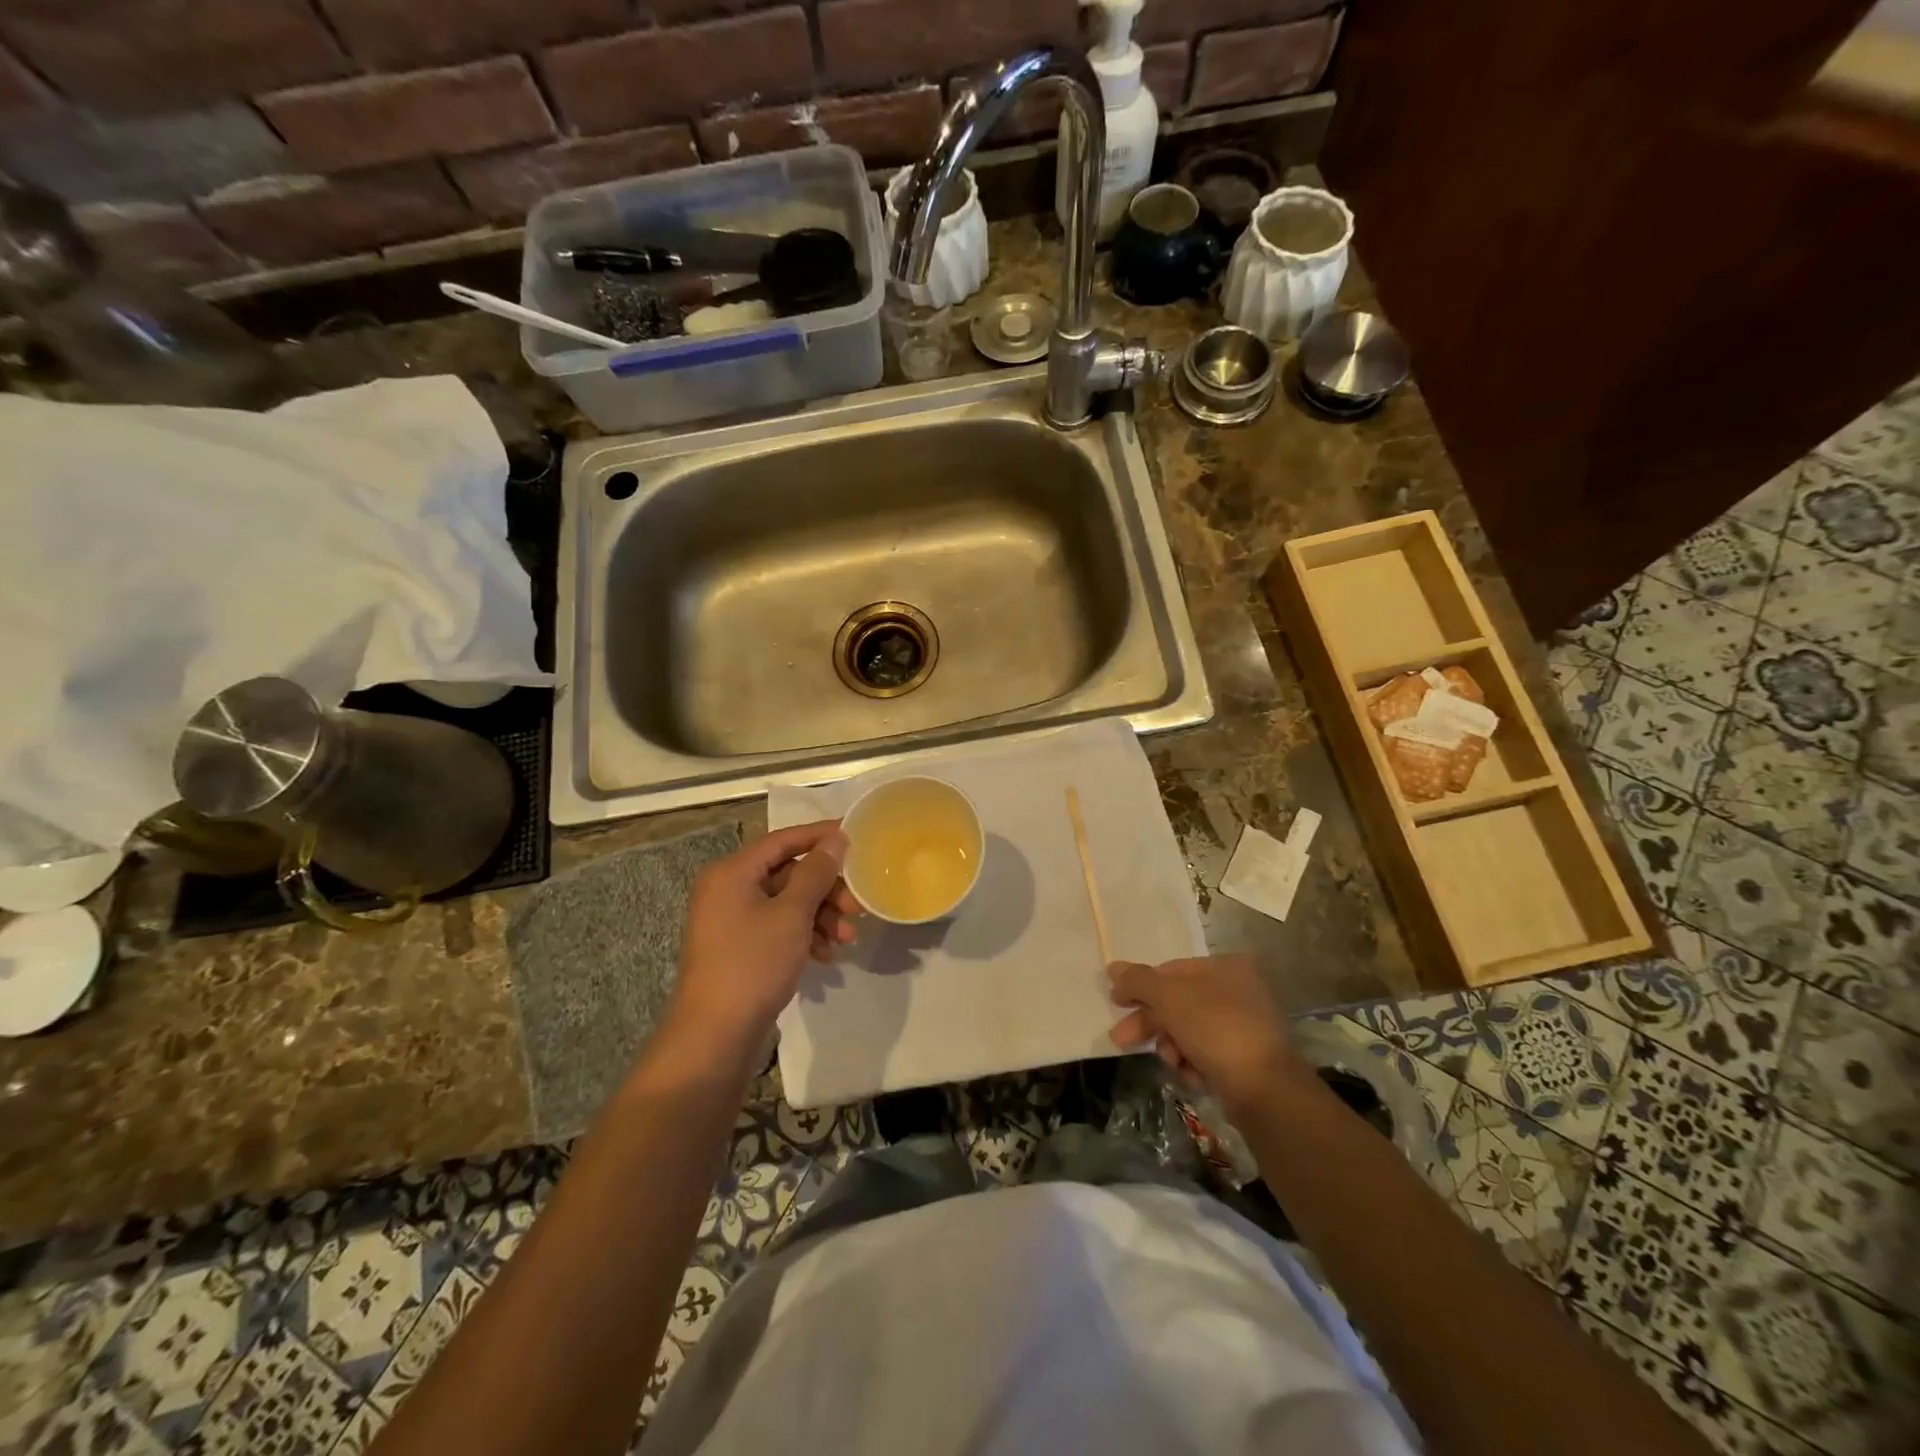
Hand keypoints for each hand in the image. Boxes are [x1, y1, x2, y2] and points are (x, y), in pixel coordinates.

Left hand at [671, 821, 857, 1053]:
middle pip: (788, 874)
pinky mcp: (740, 949)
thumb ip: (816, 873)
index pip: (783, 840)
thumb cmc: (753, 964)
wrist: (714, 1036)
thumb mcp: (792, 914)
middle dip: (826, 888)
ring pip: (787, 903)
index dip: (820, 836)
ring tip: (848, 938)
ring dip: (821, 915)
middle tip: (857, 905)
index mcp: (732, 872)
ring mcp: (732, 921)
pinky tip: (827, 955)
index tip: (855, 836)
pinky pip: (778, 928)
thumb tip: (835, 840)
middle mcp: (728, 890)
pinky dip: (805, 935)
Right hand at [1107, 955, 1307, 1114]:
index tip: (1117, 1003)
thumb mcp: (1170, 997)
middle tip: (1121, 1040)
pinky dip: (1192, 1064)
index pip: (1171, 970)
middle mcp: (1237, 991)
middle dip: (1150, 1023)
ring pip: (1187, 1031)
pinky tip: (1192, 1075)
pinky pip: (1205, 1054)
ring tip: (1171, 1062)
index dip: (1140, 986)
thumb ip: (1138, 981)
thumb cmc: (1216, 1029)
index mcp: (1225, 967)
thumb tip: (1112, 968)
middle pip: (1177, 1002)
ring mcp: (1242, 1026)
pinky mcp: (1244, 1059)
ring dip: (1170, 1046)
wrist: (1264, 1090)